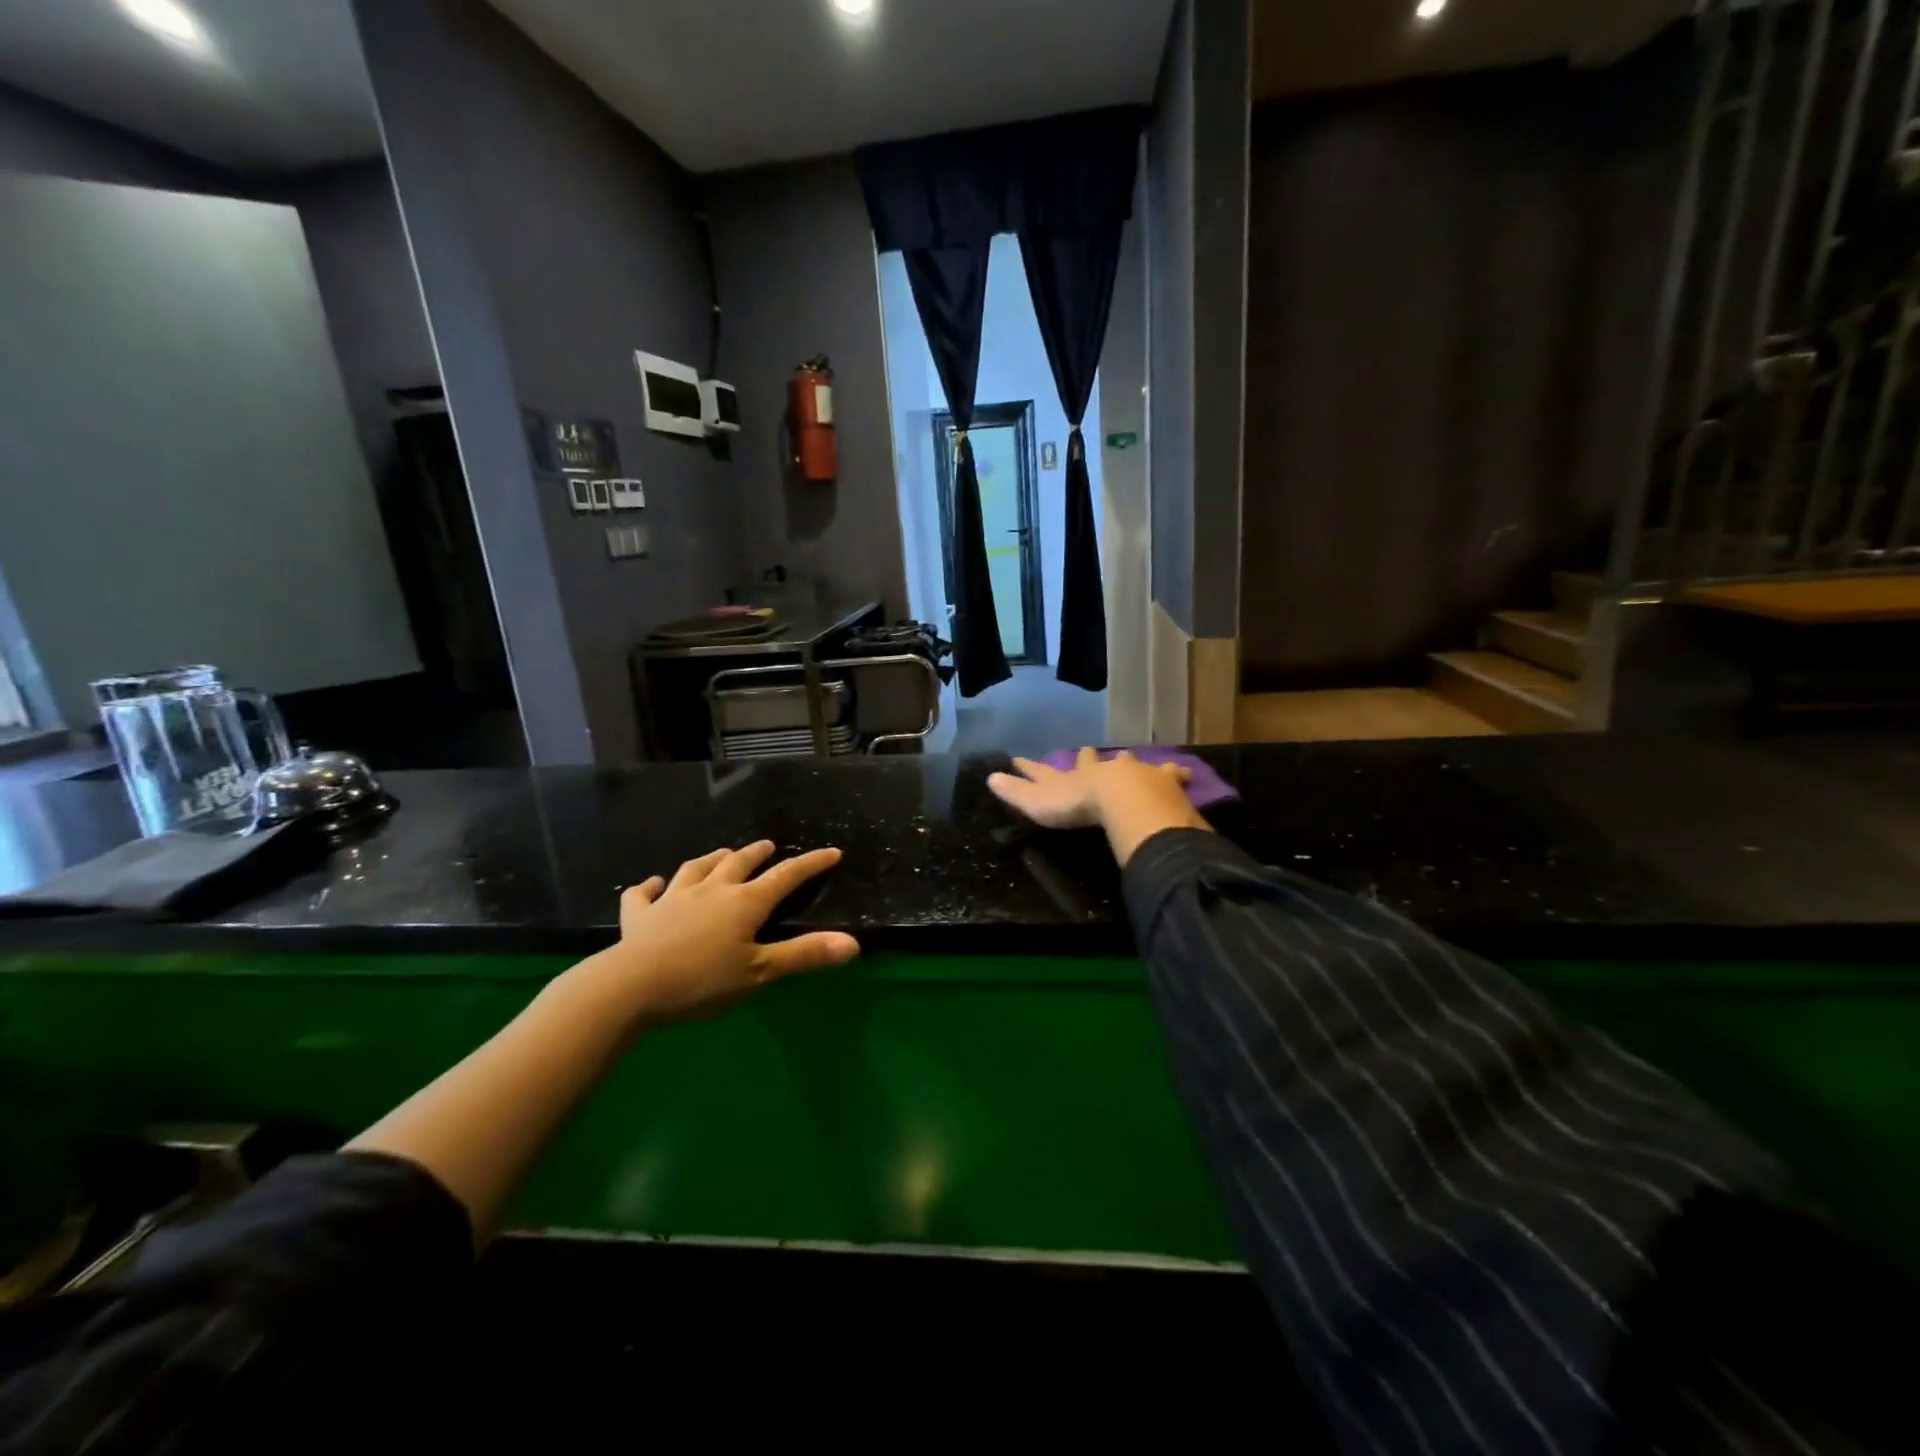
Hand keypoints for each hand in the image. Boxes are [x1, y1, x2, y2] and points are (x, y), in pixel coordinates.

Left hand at [574, 841, 859, 1030]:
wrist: (630, 987)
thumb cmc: (702, 981)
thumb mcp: (760, 972)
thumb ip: (804, 955)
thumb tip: (853, 943)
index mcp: (744, 903)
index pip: (786, 877)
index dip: (811, 864)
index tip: (831, 852)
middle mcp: (711, 891)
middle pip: (739, 863)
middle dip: (757, 853)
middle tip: (767, 846)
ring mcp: (672, 899)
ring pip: (695, 869)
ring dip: (711, 859)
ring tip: (721, 855)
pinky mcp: (639, 915)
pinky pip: (642, 893)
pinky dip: (649, 886)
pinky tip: (652, 884)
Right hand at [988, 748, 1209, 864]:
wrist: (1122, 799)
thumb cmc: (1077, 805)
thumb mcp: (1038, 802)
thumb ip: (1016, 792)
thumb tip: (989, 777)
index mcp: (1072, 776)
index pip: (1046, 770)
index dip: (1031, 767)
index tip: (1019, 758)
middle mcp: (1101, 769)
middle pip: (1092, 761)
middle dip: (1088, 758)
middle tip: (1087, 750)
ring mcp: (1133, 772)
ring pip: (1130, 763)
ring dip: (1129, 762)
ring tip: (1130, 756)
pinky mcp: (1161, 781)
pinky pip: (1170, 774)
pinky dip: (1175, 773)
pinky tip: (1185, 773)